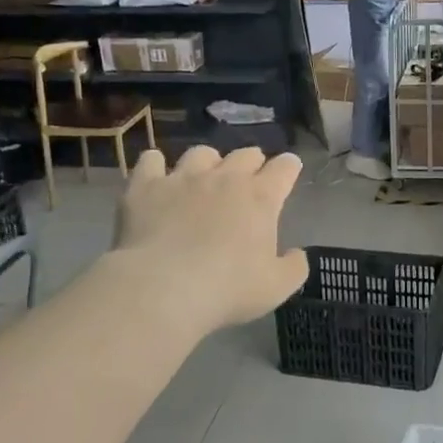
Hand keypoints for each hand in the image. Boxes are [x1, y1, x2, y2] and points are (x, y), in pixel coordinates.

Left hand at [114, 146, 310, 332]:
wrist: (164, 289)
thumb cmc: (227, 289)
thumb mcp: (277, 288)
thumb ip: (294, 267)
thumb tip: (297, 253)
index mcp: (260, 198)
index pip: (284, 168)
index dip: (289, 167)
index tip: (290, 168)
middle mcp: (224, 178)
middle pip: (245, 154)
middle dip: (252, 162)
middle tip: (250, 177)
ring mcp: (183, 178)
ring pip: (201, 153)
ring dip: (208, 162)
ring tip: (204, 177)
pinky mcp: (146, 186)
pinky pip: (151, 161)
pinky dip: (156, 166)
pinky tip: (156, 177)